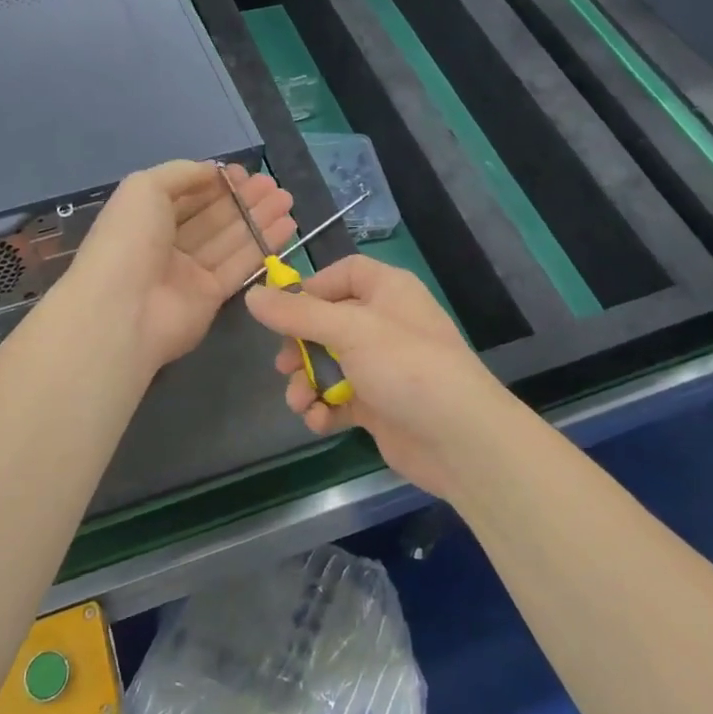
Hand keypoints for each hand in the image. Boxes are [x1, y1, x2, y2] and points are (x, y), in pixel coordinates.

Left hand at [67, 159, 294, 371]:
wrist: (122, 311)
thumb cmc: (128, 240)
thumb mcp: (144, 188)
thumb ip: (181, 173)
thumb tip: (213, 171)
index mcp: (146, 217)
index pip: (188, 195)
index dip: (216, 183)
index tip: (246, 172)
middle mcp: (167, 243)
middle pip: (213, 217)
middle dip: (244, 199)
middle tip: (275, 186)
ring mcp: (189, 272)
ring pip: (230, 239)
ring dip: (259, 218)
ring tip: (288, 200)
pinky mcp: (210, 297)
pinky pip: (240, 265)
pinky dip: (263, 245)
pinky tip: (287, 226)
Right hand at [244, 255, 511, 501]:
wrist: (460, 440)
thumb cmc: (406, 367)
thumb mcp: (349, 331)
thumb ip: (298, 314)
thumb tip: (252, 295)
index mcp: (388, 291)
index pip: (345, 274)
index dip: (312, 288)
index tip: (283, 310)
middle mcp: (386, 323)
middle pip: (329, 322)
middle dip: (300, 346)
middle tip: (283, 365)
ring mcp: (383, 366)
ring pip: (330, 364)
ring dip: (308, 382)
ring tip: (299, 402)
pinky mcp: (380, 404)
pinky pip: (341, 398)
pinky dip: (325, 409)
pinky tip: (318, 421)